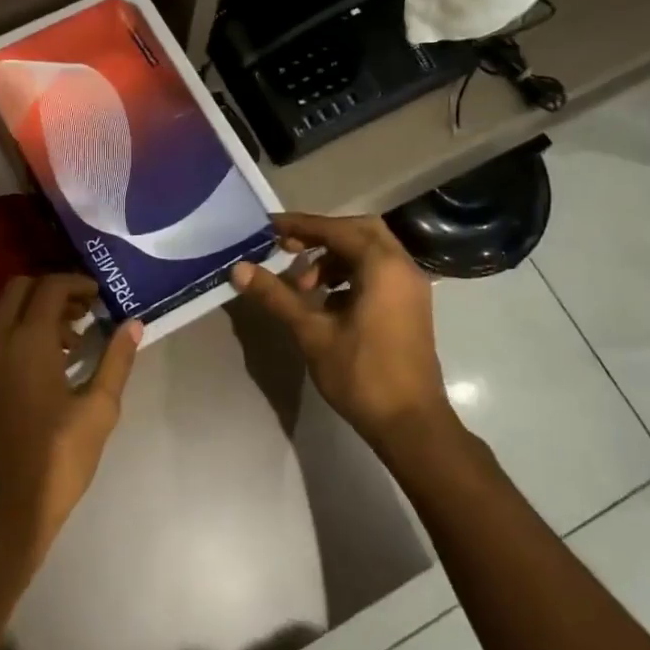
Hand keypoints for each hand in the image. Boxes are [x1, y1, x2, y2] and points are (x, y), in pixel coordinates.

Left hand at [0, 273, 142, 575]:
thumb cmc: (56, 460)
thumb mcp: (98, 410)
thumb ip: (116, 361)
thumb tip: (133, 324)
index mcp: (27, 342)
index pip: (50, 287)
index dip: (78, 283)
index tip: (103, 297)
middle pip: (21, 289)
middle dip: (55, 290)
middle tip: (88, 311)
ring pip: (7, 313)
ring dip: (39, 312)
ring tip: (77, 340)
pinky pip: (0, 337)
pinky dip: (24, 332)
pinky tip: (54, 364)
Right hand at [231, 213, 451, 451]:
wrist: (410, 423)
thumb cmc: (361, 374)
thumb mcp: (312, 332)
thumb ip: (277, 296)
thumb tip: (239, 270)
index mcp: (382, 267)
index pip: (337, 230)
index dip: (301, 226)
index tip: (269, 228)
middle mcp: (402, 268)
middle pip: (359, 232)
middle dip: (321, 236)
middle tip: (288, 249)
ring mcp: (410, 288)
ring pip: (370, 253)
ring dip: (334, 260)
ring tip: (302, 287)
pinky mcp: (410, 306)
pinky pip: (378, 273)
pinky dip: (350, 276)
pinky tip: (325, 302)